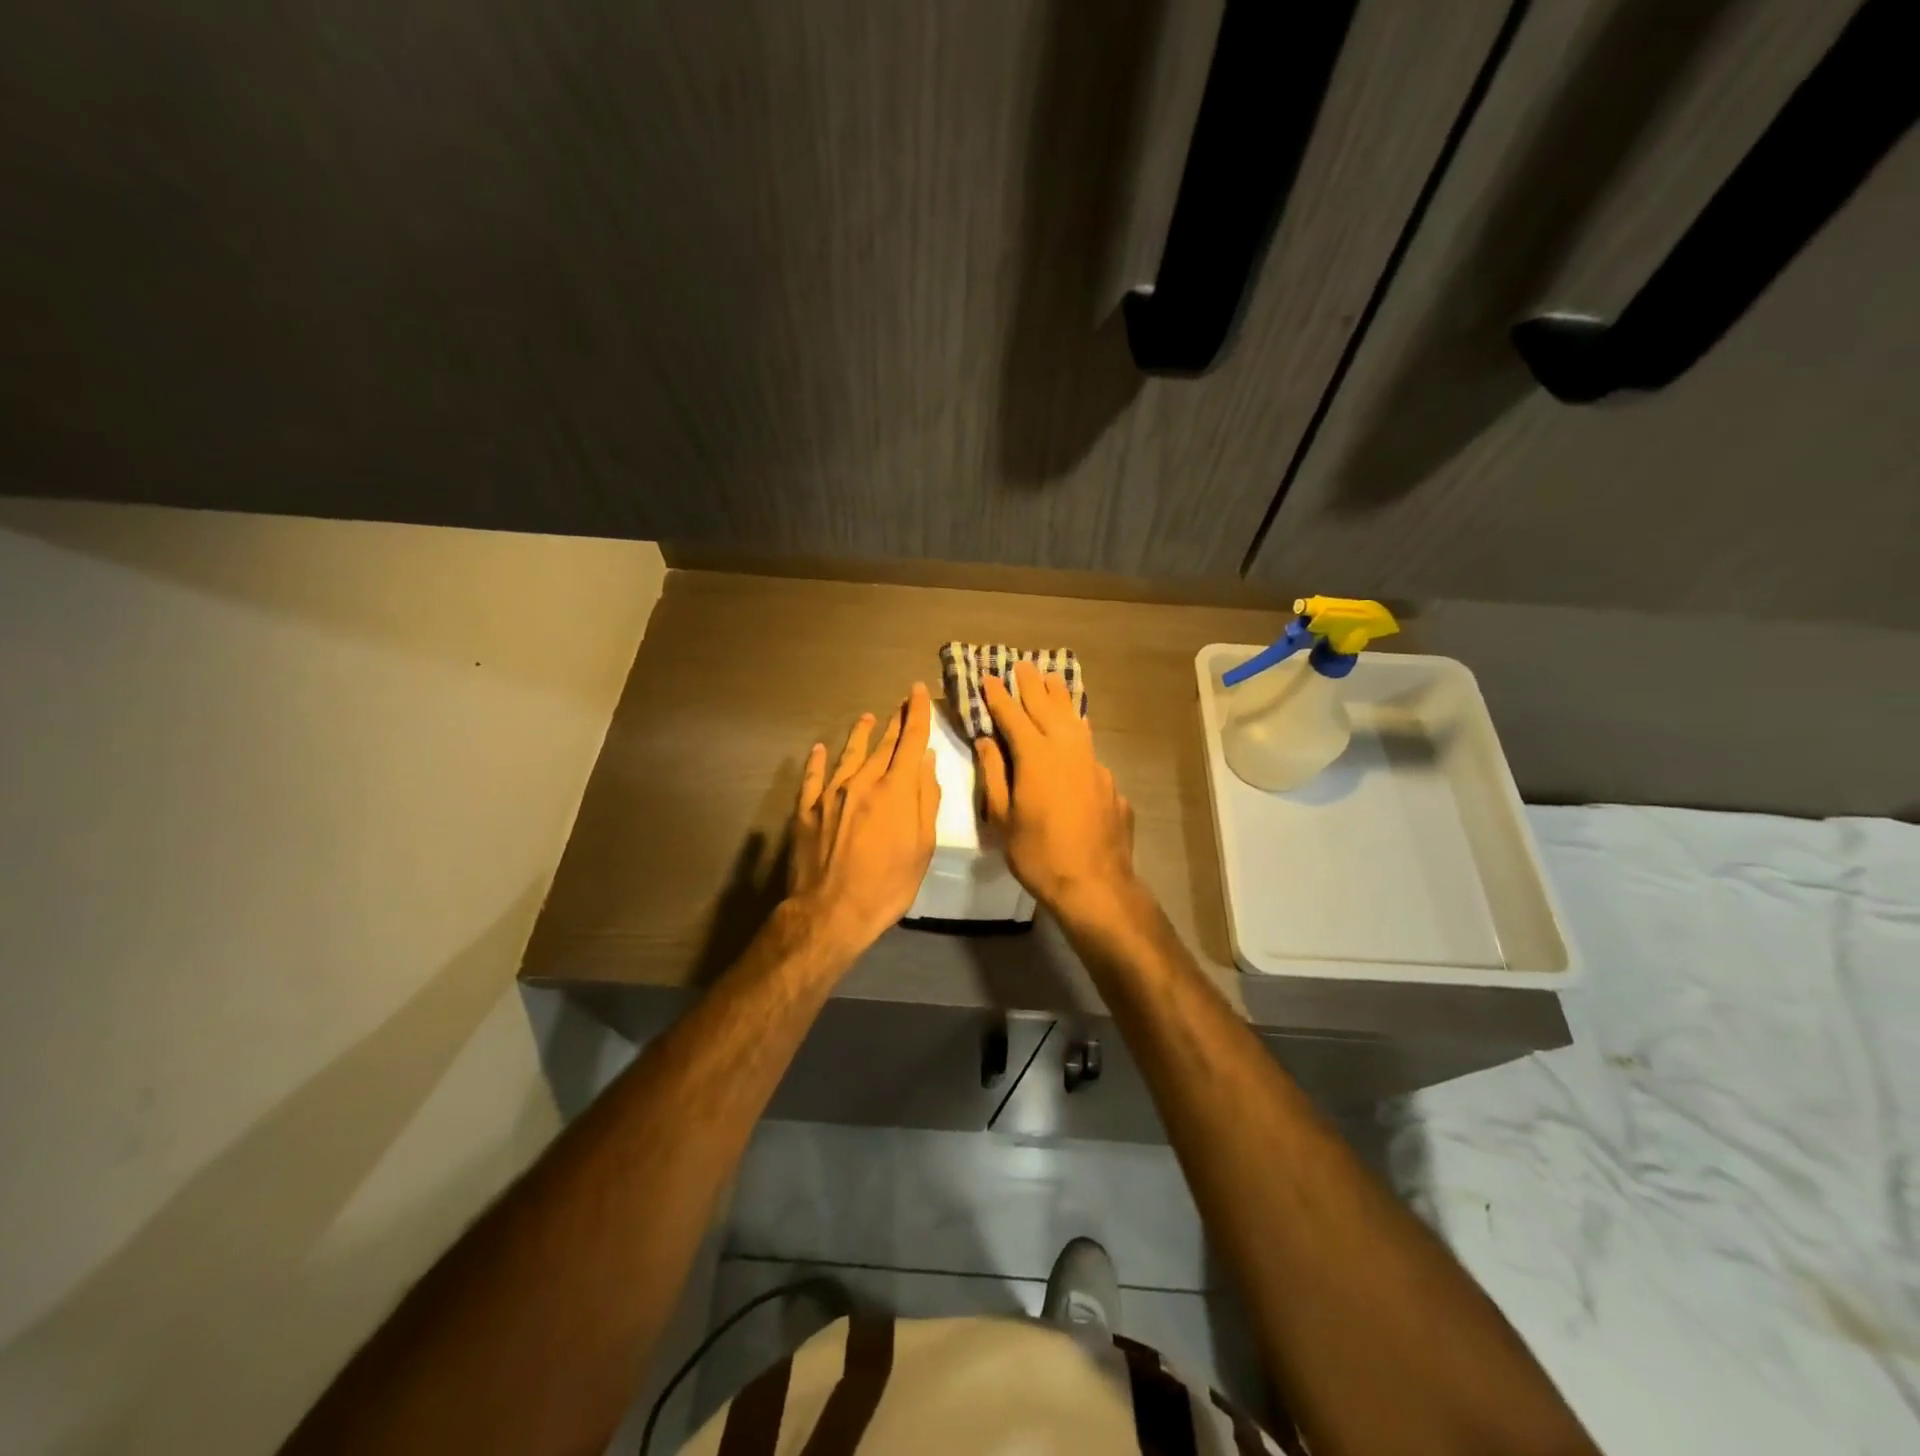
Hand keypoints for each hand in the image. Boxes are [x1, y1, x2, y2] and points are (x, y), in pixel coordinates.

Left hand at [788, 682, 940, 954]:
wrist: (831, 911)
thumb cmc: (888, 884)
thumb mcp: (923, 846)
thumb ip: (926, 799)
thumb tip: (926, 760)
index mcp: (895, 789)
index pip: (910, 741)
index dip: (917, 714)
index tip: (918, 691)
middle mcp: (862, 781)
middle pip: (882, 745)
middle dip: (895, 722)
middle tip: (902, 703)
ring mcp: (830, 794)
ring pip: (848, 754)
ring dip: (860, 734)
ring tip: (867, 718)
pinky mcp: (806, 810)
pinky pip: (812, 777)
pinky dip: (816, 761)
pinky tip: (818, 749)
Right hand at [976, 661, 1137, 923]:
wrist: (1094, 882)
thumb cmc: (1037, 853)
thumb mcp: (1002, 817)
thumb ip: (994, 773)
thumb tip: (986, 740)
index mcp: (1035, 756)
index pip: (1012, 715)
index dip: (998, 696)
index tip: (989, 677)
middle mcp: (1066, 749)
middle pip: (1046, 707)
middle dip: (1031, 685)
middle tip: (1021, 665)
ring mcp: (1092, 763)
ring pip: (1074, 720)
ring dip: (1060, 698)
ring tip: (1052, 680)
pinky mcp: (1108, 780)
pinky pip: (1088, 745)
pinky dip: (1077, 730)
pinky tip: (1076, 730)